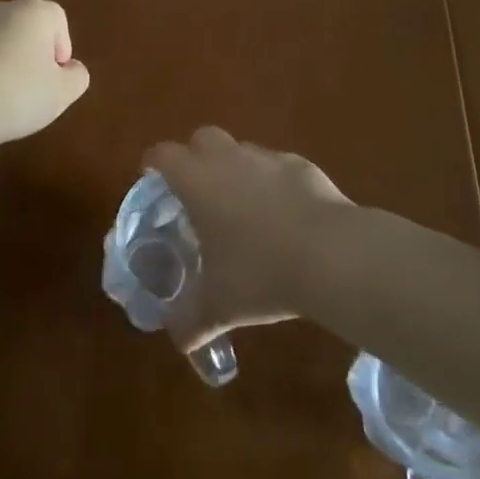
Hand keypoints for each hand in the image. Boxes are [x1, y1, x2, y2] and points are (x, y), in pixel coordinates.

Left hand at [0, 0, 89, 144]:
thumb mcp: (62, 94)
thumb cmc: (16, 95)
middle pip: (21, 28)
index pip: (57, 21)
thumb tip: (70, 68)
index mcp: (34, 13)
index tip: (51, 79)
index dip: (59, 50)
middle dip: (25, 54)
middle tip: (23, 90)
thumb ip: (76, 77)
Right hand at [142, 127, 351, 349]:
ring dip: (234, 169)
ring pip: (241, 150)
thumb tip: (180, 340)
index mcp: (198, 181)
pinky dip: (271, 182)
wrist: (329, 253)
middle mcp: (228, 159)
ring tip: (242, 208)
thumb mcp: (220, 306)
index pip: (163, 154)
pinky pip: (276, 166)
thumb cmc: (260, 273)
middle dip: (195, 156)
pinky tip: (283, 214)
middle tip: (196, 191)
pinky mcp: (300, 164)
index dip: (153, 162)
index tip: (150, 177)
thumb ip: (192, 320)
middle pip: (202, 138)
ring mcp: (267, 157)